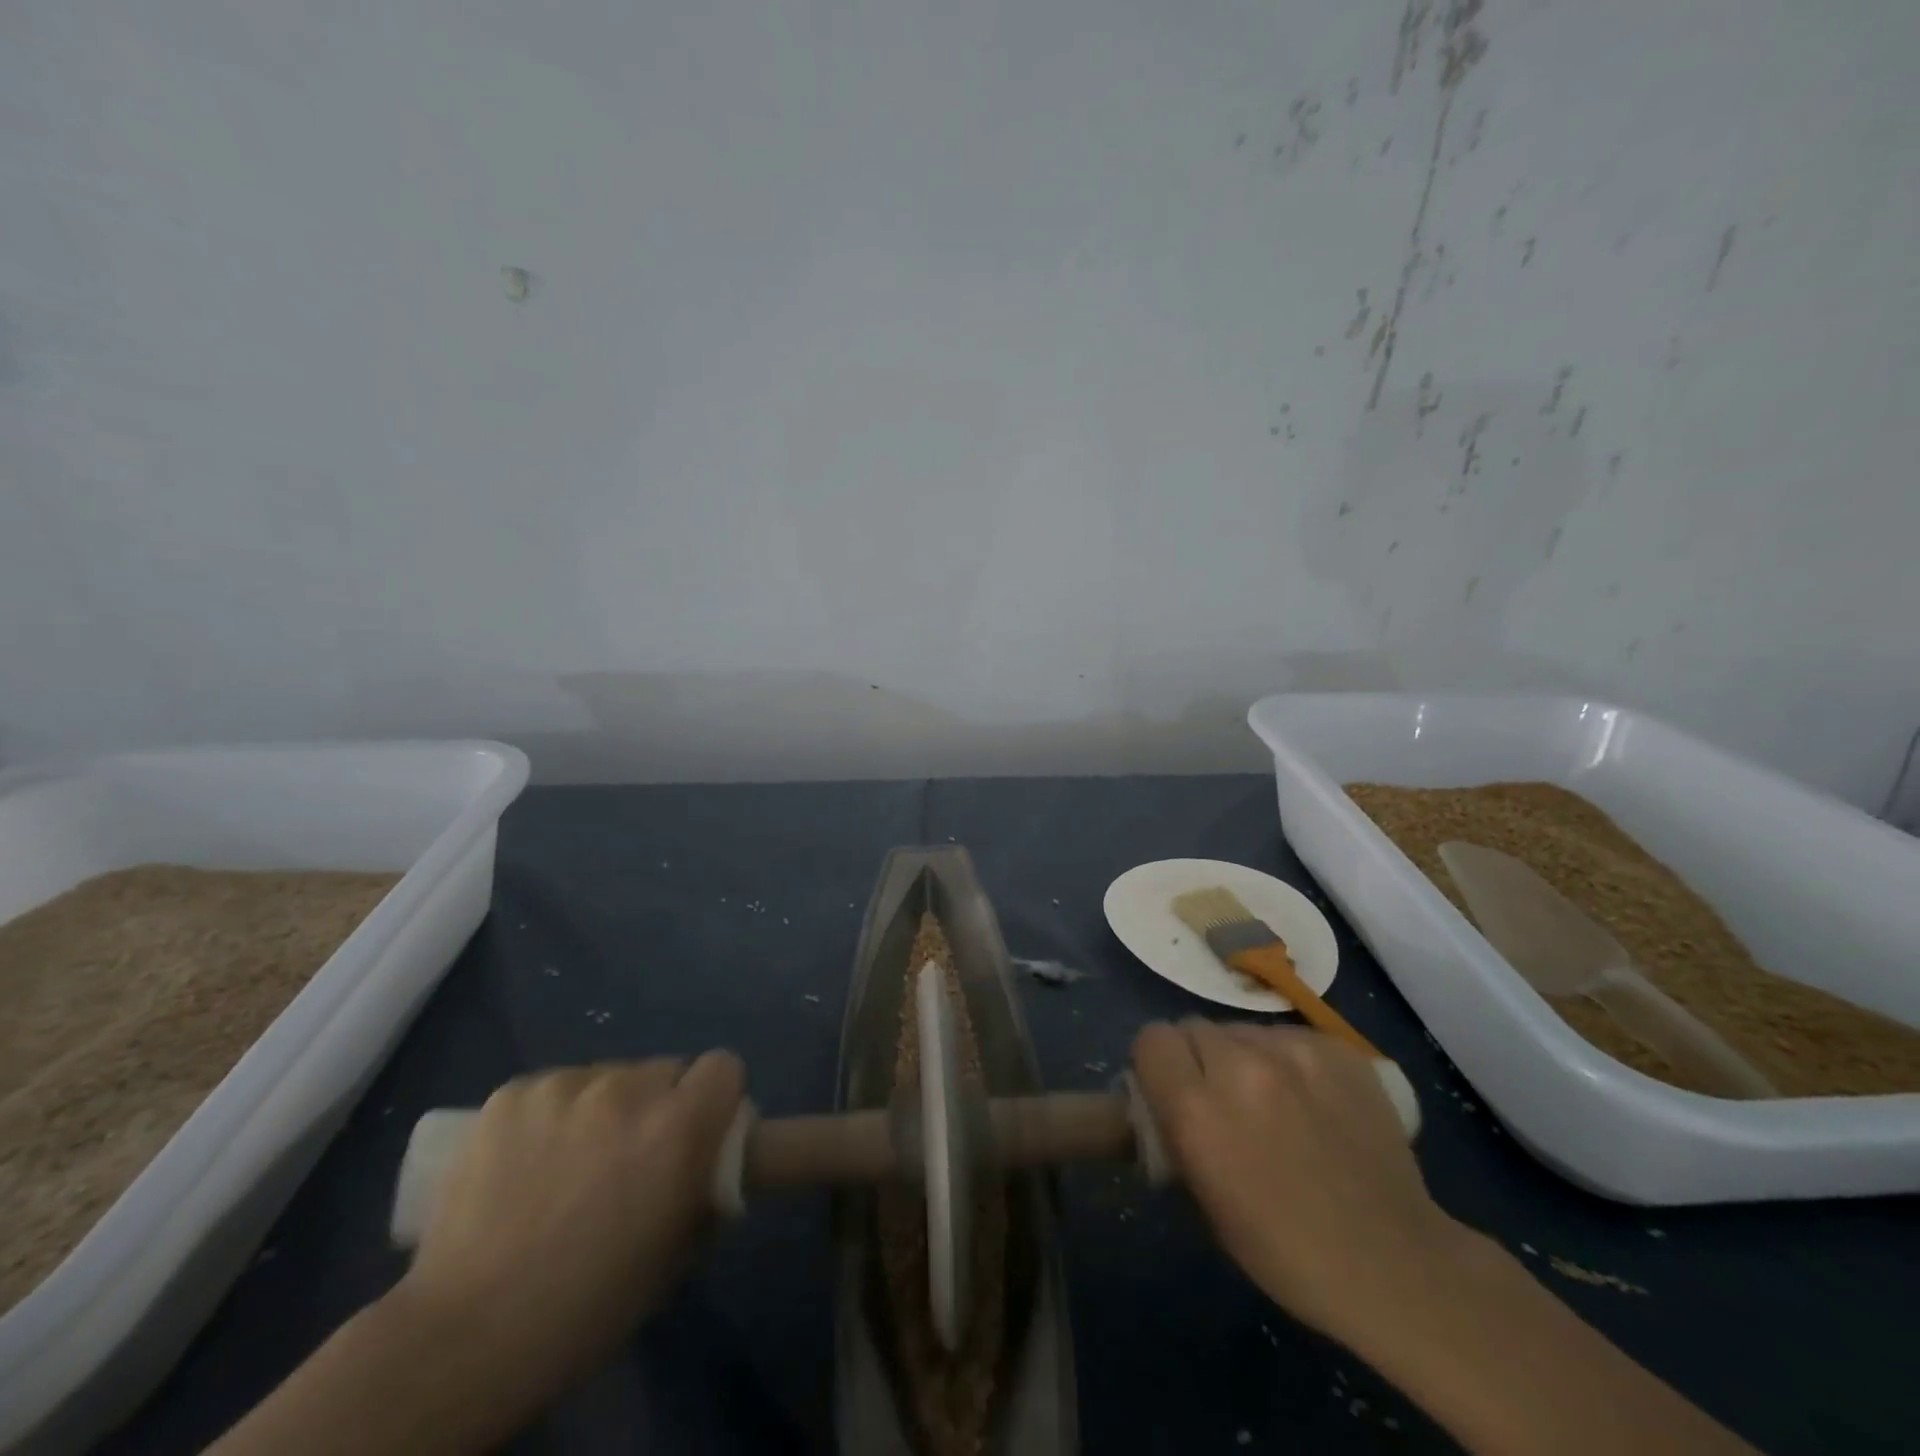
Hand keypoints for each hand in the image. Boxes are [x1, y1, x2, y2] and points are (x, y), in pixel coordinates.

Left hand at [396, 1053, 745, 1408]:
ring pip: (608, 1077)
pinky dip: (552, 1115)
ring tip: (568, 1165)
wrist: (465, 1338)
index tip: (699, 1133)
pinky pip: (555, 1089)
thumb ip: (705, 1189)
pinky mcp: (512, 1093)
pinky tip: (526, 1162)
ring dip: (604, 1109)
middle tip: (631, 1159)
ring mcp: (565, 1085)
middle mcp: (629, 1088)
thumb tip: (708, 1163)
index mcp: (679, 1125)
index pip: (724, 1067)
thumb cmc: (589, 1307)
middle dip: (658, 1106)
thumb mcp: (679, 1254)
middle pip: (664, 1070)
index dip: (716, 1098)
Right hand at [1132, 1021, 1460, 1348]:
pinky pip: (1287, 1035)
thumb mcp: (1204, 1200)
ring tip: (1273, 1101)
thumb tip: (1166, 1095)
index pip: (1152, 1040)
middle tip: (1222, 1099)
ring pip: (1241, 1030)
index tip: (1172, 1090)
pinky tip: (1311, 1099)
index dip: (1157, 1064)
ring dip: (1243, 1057)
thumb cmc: (1286, 1251)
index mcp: (1198, 1110)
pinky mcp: (1335, 1048)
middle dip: (1199, 1058)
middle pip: (1193, 1028)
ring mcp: (1293, 1052)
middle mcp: (1239, 1066)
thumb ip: (1177, 1130)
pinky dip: (1287, 1059)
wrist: (1396, 1264)